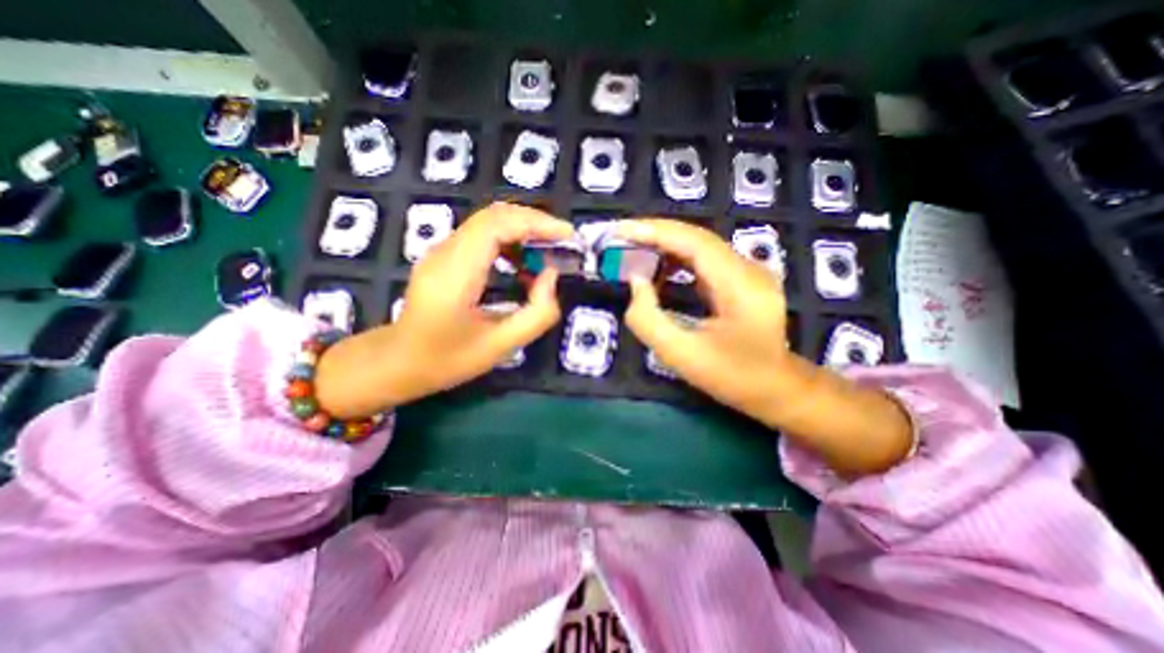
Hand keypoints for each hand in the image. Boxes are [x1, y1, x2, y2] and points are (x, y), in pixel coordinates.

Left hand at [316, 202, 575, 418]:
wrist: (397, 362)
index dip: (537, 223)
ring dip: (523, 230)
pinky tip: (521, 264)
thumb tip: (551, 276)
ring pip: (489, 221)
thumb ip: (537, 313)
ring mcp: (442, 250)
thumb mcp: (501, 346)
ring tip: (547, 253)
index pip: (498, 225)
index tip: (568, 235)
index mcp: (456, 273)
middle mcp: (446, 251)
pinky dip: (509, 240)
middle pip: (495, 215)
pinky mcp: (445, 255)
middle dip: (535, 223)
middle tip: (563, 243)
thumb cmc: (447, 359)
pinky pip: (482, 235)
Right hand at [618, 218, 791, 418]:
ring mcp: (748, 271)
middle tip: (619, 238)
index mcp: (740, 286)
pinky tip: (658, 269)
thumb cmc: (731, 377)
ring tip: (632, 251)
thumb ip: (648, 319)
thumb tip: (636, 281)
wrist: (776, 388)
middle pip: (696, 238)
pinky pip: (704, 259)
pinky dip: (676, 259)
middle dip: (654, 234)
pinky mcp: (742, 278)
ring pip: (699, 246)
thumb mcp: (681, 355)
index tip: (620, 230)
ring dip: (664, 245)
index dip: (654, 232)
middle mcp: (748, 268)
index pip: (693, 242)